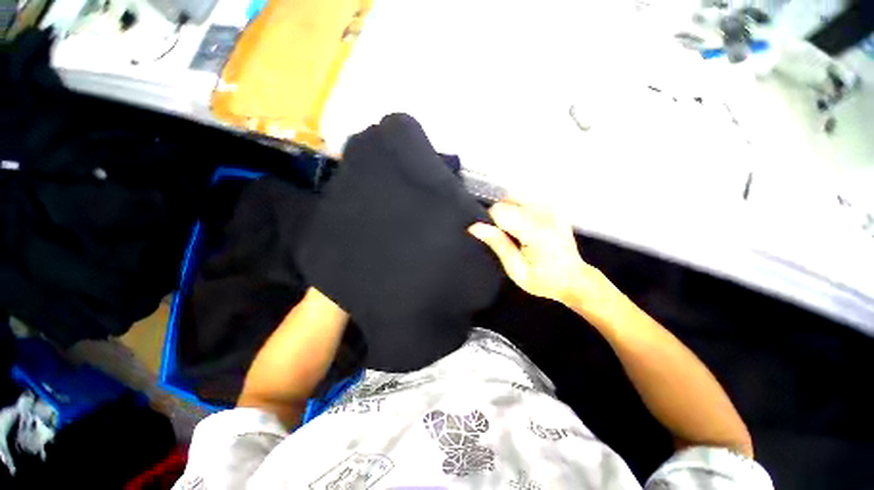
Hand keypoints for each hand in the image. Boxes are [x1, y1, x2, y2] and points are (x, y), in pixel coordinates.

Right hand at [468, 201, 601, 306]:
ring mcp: (552, 209)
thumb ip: (497, 244)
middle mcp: (545, 214)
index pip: (500, 210)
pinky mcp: (555, 208)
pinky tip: (527, 227)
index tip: (498, 237)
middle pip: (508, 199)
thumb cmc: (544, 280)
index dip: (492, 223)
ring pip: (516, 197)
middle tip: (509, 237)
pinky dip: (521, 209)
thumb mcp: (516, 269)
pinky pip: (528, 199)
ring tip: (518, 232)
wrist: (574, 279)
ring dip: (511, 211)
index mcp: (535, 231)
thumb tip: (475, 227)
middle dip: (501, 215)